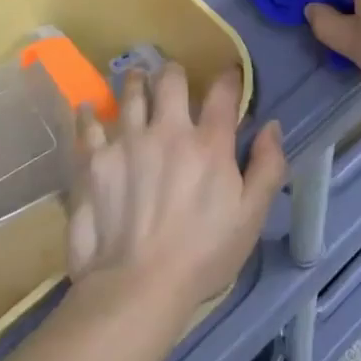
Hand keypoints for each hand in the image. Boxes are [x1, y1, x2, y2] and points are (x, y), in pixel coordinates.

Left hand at [65, 64, 283, 318]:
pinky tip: (89, 108)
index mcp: (209, 143)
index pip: (223, 93)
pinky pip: (88, 126)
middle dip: (174, 73)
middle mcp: (167, 130)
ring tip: (136, 77)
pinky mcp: (93, 161)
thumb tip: (272, 127)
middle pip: (171, 81)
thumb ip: (268, 167)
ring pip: (130, 94)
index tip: (229, 75)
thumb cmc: (202, 255)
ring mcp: (126, 142)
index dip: (229, 78)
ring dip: (135, 81)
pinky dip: (89, 114)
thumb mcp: (251, 217)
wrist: (136, 287)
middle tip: (173, 76)